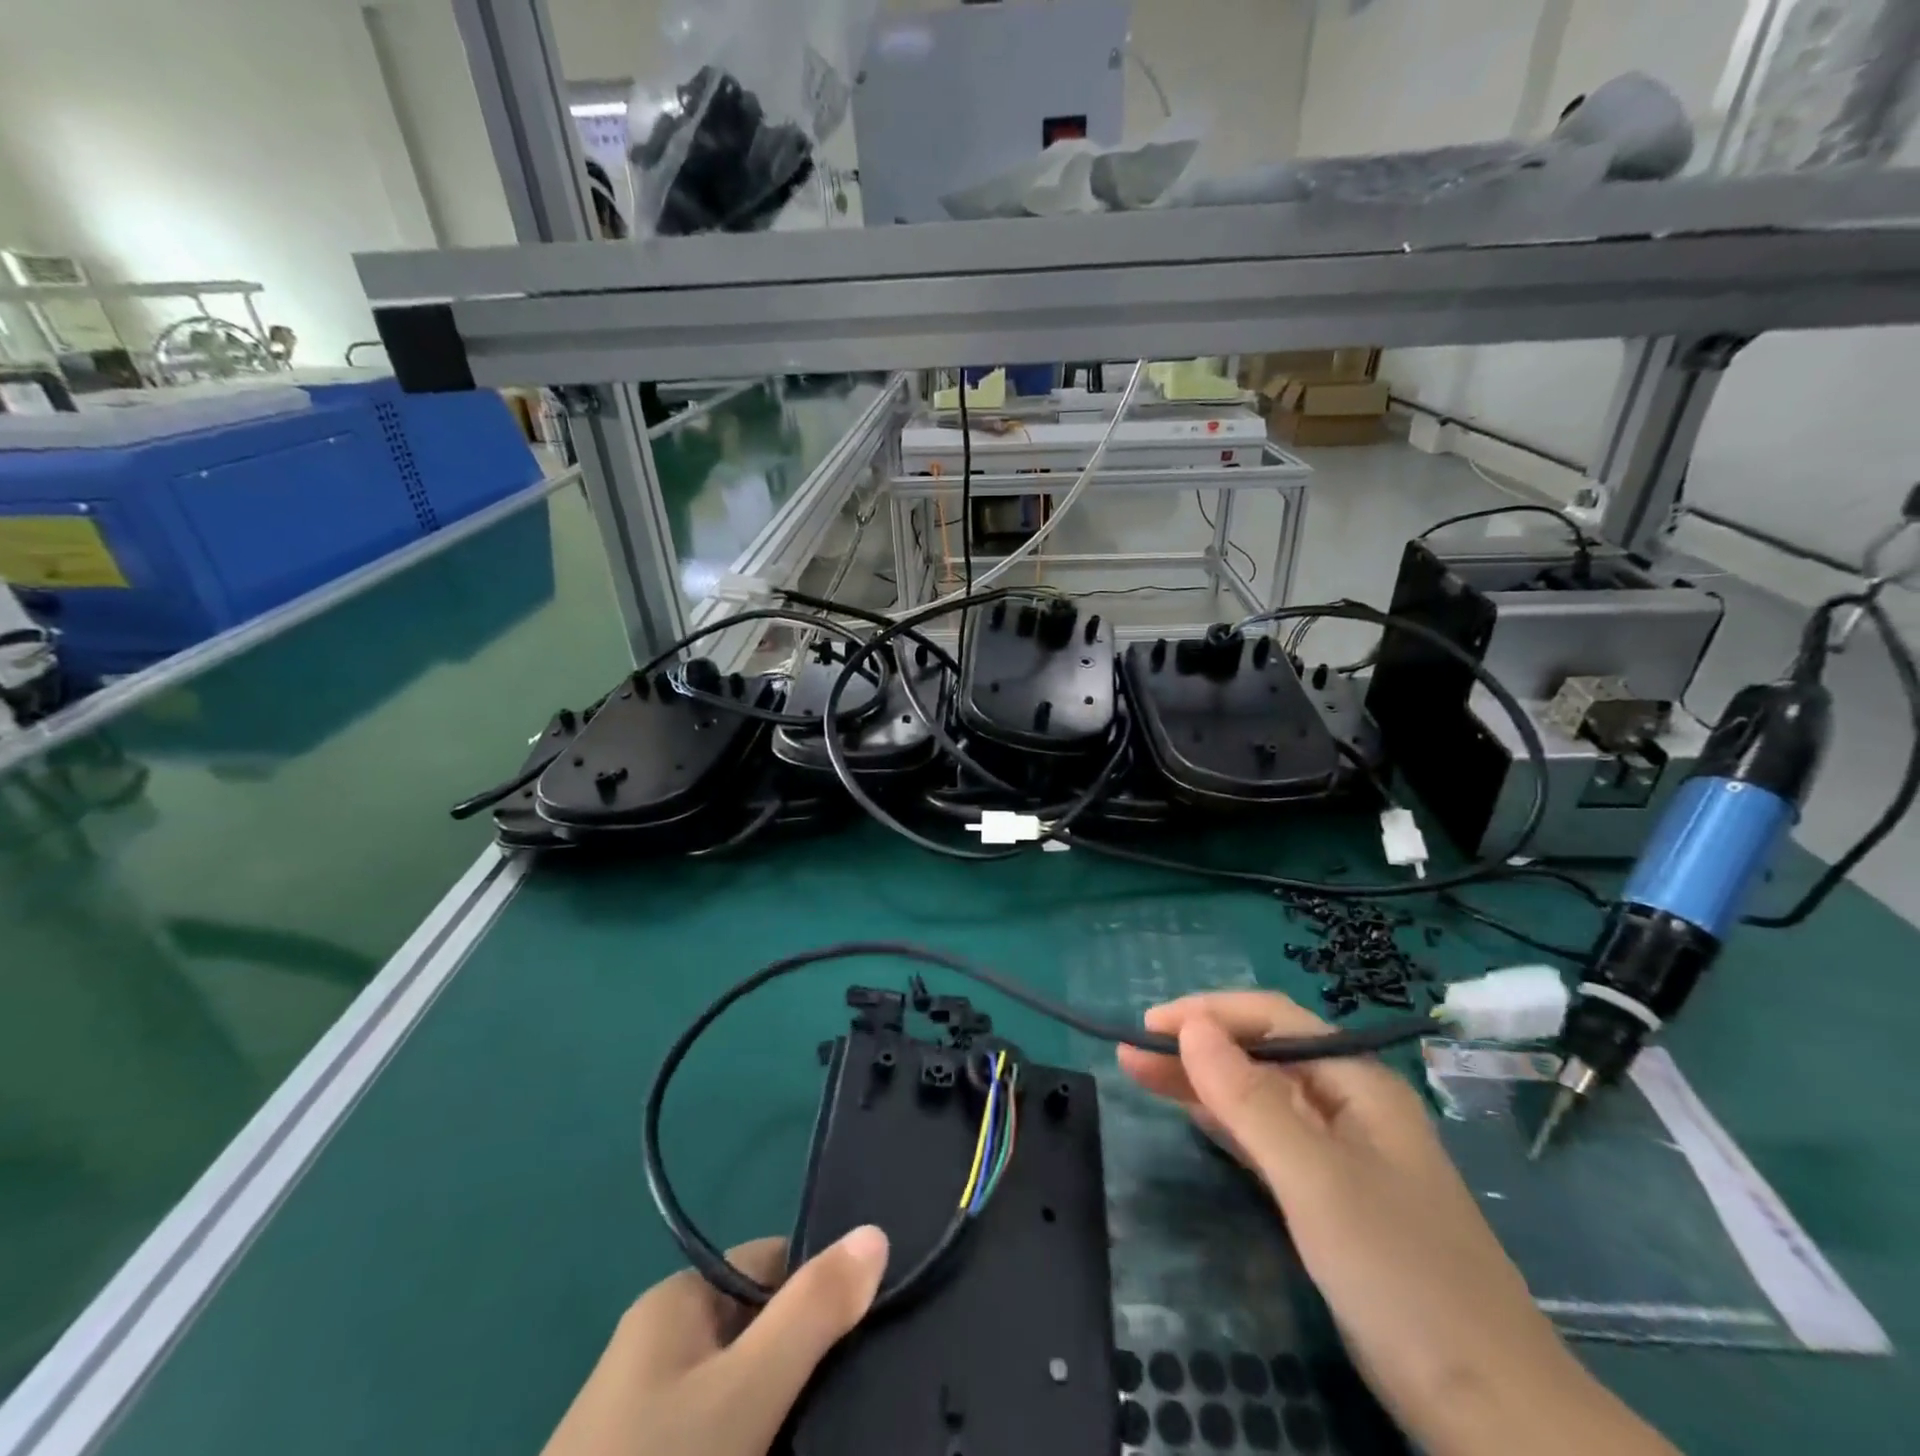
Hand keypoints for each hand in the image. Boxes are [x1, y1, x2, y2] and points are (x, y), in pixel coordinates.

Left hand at [542, 1226, 888, 1455]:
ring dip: (783, 1413)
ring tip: (834, 1437)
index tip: (870, 1332)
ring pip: (741, 1393)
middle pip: (757, 1328)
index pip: (771, 1264)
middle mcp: (659, 1347)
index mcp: (677, 1304)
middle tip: (859, 1398)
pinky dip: (753, 1447)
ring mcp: (645, 1421)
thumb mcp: (747, 1391)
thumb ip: (813, 1311)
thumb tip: (875, 1232)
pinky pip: (716, 1440)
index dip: (821, 1290)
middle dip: (806, 1360)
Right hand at [1118, 993, 1674, 1455]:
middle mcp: (1349, 1106)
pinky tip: (1193, 1116)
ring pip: (1260, 1097)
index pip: (1273, 1019)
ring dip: (1203, 1082)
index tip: (1149, 1026)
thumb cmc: (1401, 1276)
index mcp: (1358, 1083)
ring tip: (1141, 1074)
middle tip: (1130, 1052)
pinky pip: (1267, 1140)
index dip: (1208, 1014)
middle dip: (1196, 1047)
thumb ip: (1250, 1101)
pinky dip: (1226, 1123)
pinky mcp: (1332, 1199)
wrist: (1494, 1414)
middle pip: (1262, 1055)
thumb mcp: (1316, 1180)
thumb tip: (1190, 1028)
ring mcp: (1342, 1155)